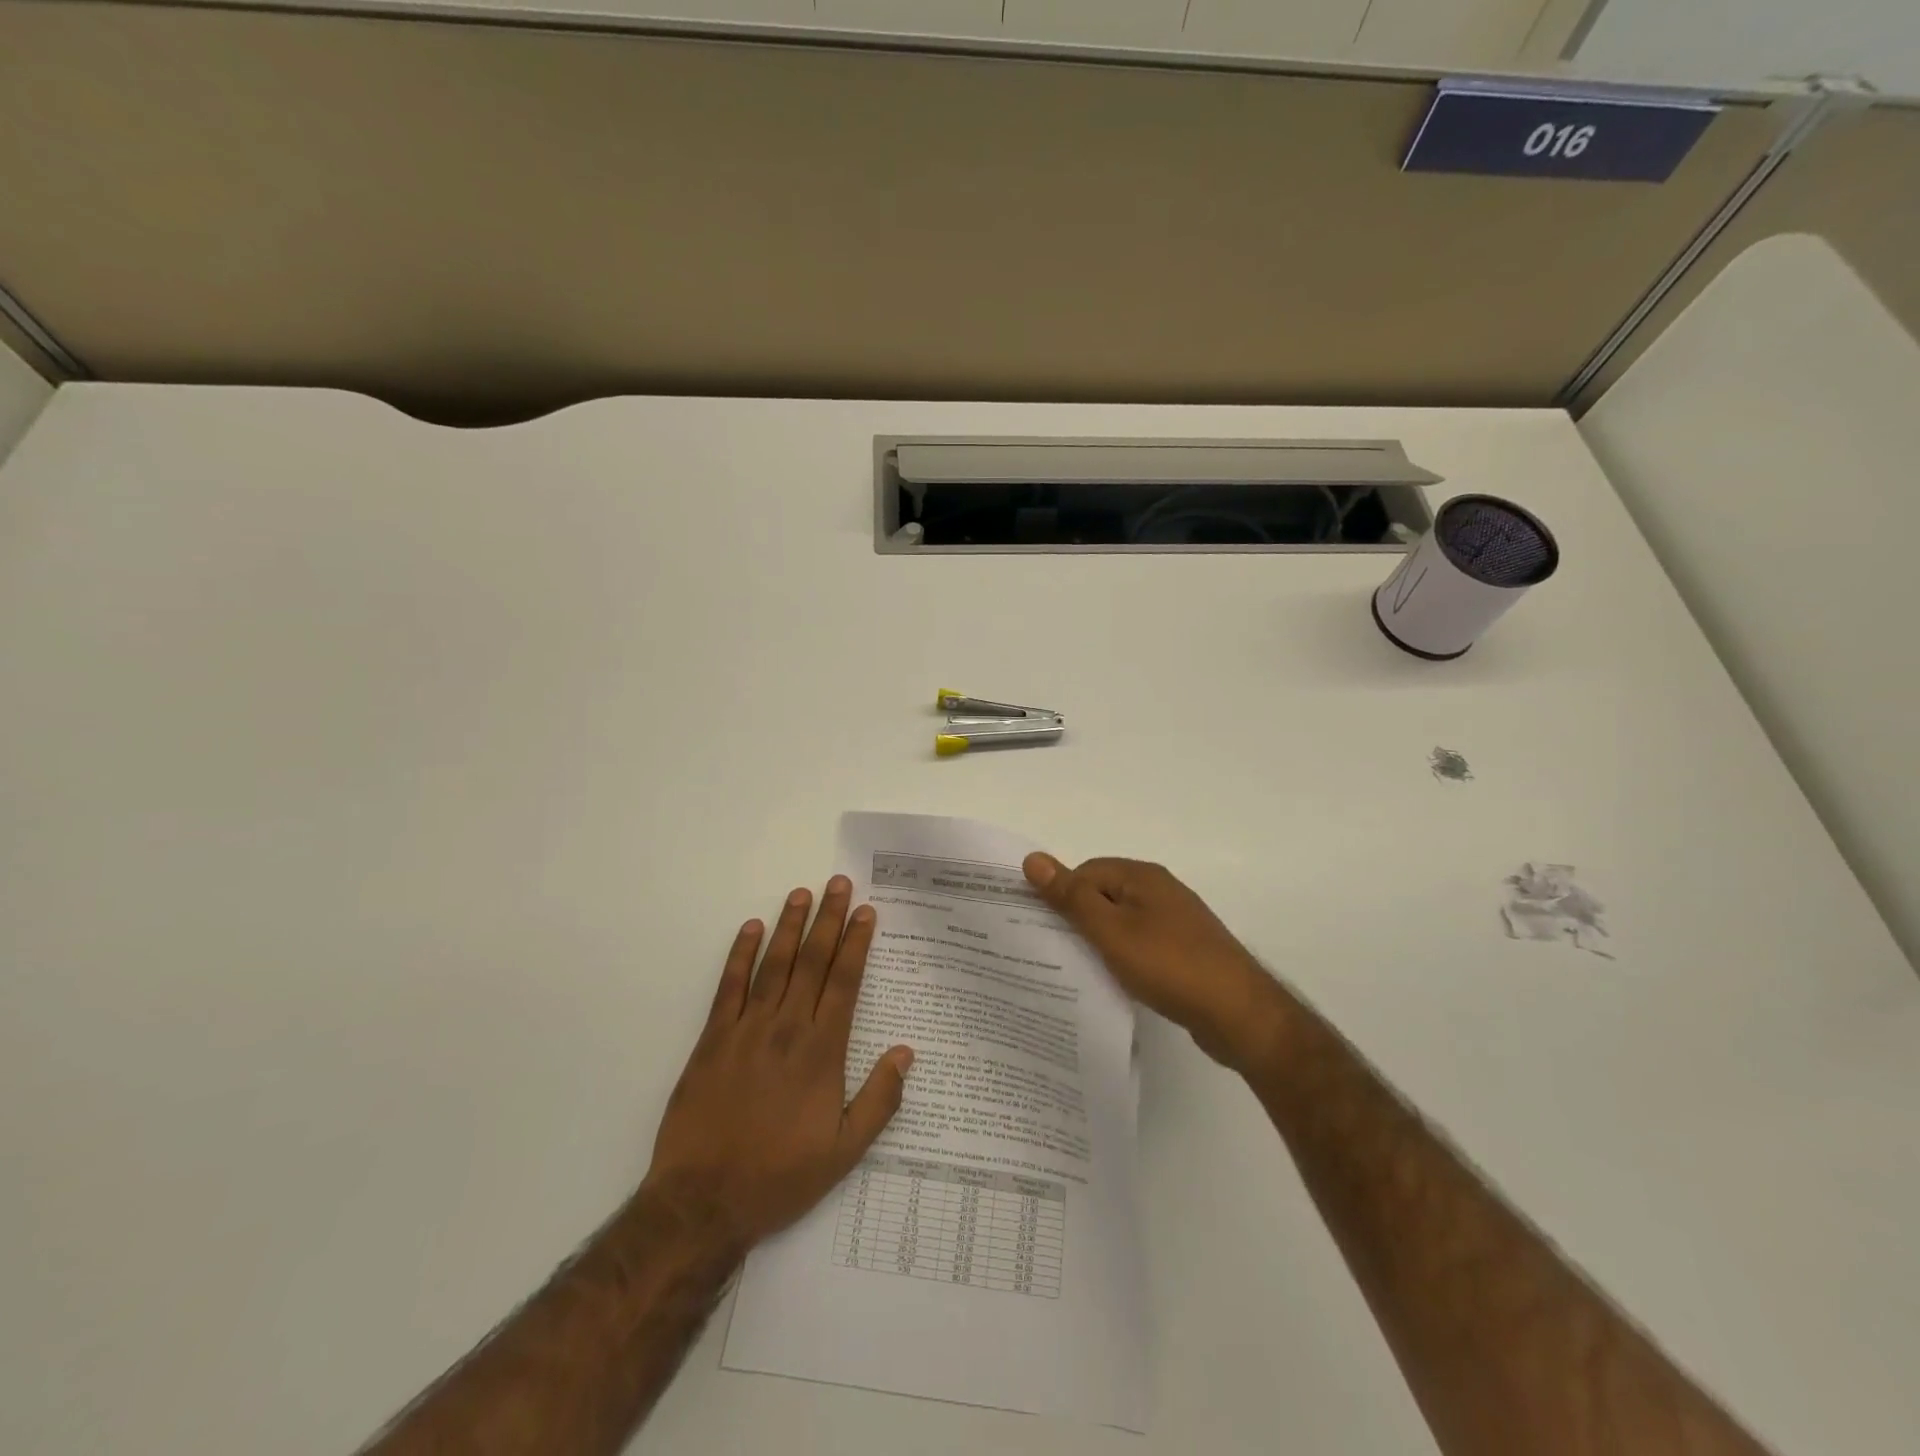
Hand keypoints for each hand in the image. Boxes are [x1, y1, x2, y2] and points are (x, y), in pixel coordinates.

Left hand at [642, 876, 913, 1255]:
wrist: (702, 1202)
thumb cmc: (780, 1177)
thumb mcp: (844, 1152)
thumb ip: (880, 1100)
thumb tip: (906, 1053)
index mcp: (822, 1051)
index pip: (844, 981)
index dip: (856, 943)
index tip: (865, 911)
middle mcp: (787, 1028)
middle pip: (812, 961)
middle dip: (828, 919)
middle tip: (838, 883)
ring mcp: (746, 1030)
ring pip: (774, 965)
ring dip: (790, 926)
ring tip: (802, 893)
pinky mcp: (712, 1039)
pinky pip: (729, 987)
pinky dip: (740, 955)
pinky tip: (751, 929)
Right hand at [1023, 854, 1288, 1069]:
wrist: (1239, 1014)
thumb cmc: (1169, 965)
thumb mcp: (1111, 930)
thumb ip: (1071, 897)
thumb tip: (1033, 858)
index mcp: (1142, 876)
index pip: (1085, 873)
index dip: (1061, 897)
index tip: (1040, 929)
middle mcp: (1160, 891)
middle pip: (1103, 895)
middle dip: (1078, 920)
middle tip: (1053, 952)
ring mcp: (1176, 922)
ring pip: (1122, 922)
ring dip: (1100, 942)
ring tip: (1079, 969)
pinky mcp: (1184, 951)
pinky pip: (1141, 944)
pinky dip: (1124, 958)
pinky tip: (1116, 981)